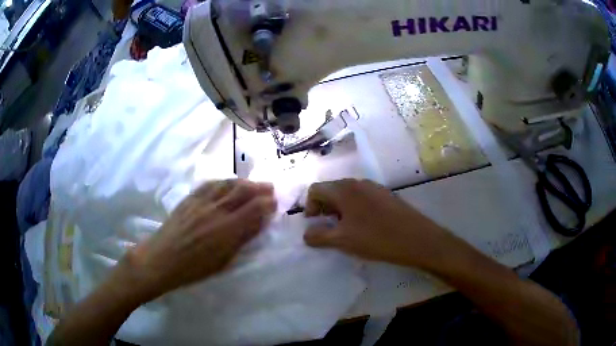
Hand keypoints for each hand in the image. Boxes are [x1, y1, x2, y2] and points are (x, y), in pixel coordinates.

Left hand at [120, 179, 275, 302]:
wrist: (162, 259)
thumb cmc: (194, 268)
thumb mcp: (223, 260)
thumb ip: (241, 239)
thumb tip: (258, 223)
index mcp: (227, 229)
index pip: (254, 208)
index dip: (267, 203)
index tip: (275, 203)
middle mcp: (216, 210)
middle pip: (243, 191)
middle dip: (259, 188)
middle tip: (269, 188)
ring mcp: (201, 201)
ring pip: (227, 184)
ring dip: (243, 182)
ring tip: (252, 184)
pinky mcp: (190, 198)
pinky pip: (209, 184)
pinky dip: (223, 181)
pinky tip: (228, 182)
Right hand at [304, 179, 459, 270]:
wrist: (417, 238)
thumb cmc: (376, 238)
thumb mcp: (342, 240)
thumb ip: (319, 236)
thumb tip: (306, 233)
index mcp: (344, 189)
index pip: (316, 189)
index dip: (309, 206)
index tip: (314, 224)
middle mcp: (358, 183)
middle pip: (332, 190)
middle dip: (324, 208)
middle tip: (328, 228)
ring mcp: (375, 187)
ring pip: (348, 194)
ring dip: (340, 210)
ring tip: (346, 229)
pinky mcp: (386, 195)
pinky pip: (363, 198)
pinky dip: (356, 209)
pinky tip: (365, 226)